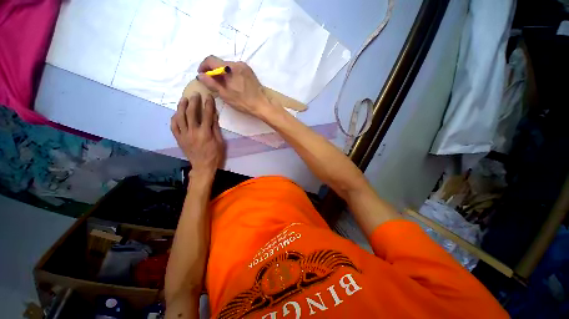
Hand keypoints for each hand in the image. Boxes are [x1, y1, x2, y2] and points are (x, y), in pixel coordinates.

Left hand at [170, 94, 224, 177]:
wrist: (203, 166)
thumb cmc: (215, 155)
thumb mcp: (220, 142)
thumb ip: (216, 128)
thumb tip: (214, 115)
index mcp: (205, 133)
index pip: (207, 115)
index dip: (208, 104)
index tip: (208, 96)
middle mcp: (193, 132)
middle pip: (192, 113)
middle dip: (194, 102)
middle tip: (195, 94)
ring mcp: (184, 135)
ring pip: (180, 117)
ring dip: (182, 107)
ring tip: (184, 99)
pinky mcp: (179, 139)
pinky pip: (173, 126)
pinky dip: (174, 118)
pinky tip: (176, 113)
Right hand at [196, 55, 271, 116]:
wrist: (261, 104)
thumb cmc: (243, 102)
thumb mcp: (225, 94)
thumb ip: (211, 83)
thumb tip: (200, 75)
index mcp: (230, 68)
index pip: (211, 60)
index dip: (203, 66)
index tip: (201, 75)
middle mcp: (237, 63)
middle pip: (219, 62)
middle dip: (212, 70)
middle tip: (211, 82)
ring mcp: (244, 66)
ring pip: (227, 65)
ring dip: (221, 72)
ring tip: (221, 84)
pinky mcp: (249, 71)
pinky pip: (235, 68)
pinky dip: (230, 73)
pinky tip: (231, 83)